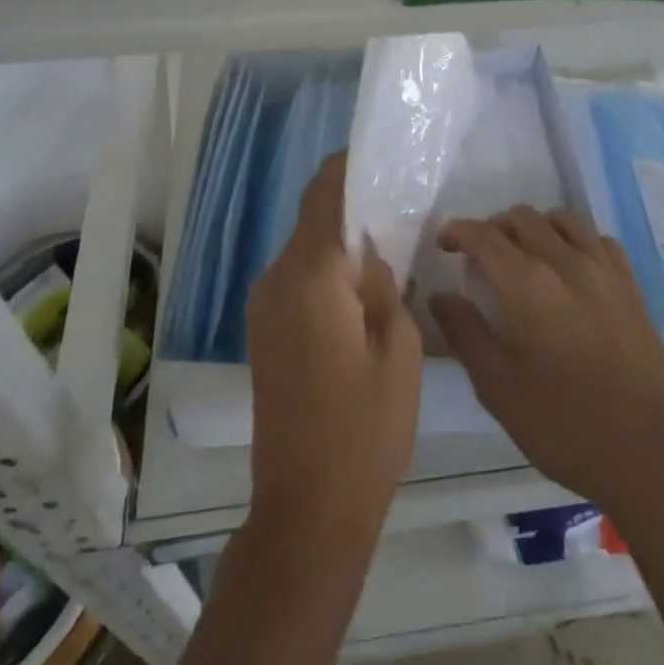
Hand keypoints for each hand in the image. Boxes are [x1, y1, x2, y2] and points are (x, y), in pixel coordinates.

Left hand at [246, 151, 420, 543]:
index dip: (348, 166)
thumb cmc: (364, 428)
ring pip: (306, 251)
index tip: (380, 154)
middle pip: (314, 220)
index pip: (324, 194)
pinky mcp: (263, 331)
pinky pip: (297, 280)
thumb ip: (384, 282)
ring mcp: (263, 306)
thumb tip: (370, 251)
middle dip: (352, 207)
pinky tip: (360, 292)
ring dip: (340, 243)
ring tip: (387, 250)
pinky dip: (326, 272)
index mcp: (309, 274)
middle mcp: (276, 278)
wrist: (306, 510)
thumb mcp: (398, 348)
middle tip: (400, 207)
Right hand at [430, 206, 663, 519]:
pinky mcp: (630, 285)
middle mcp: (565, 261)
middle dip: (493, 227)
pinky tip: (570, 266)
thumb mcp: (498, 387)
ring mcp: (603, 269)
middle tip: (480, 255)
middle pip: (522, 217)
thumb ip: (465, 333)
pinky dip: (574, 240)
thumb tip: (441, 295)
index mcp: (527, 283)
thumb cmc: (562, 425)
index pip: (484, 236)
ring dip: (535, 226)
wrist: (648, 454)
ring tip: (524, 253)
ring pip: (562, 219)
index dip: (458, 231)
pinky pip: (597, 239)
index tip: (444, 243)